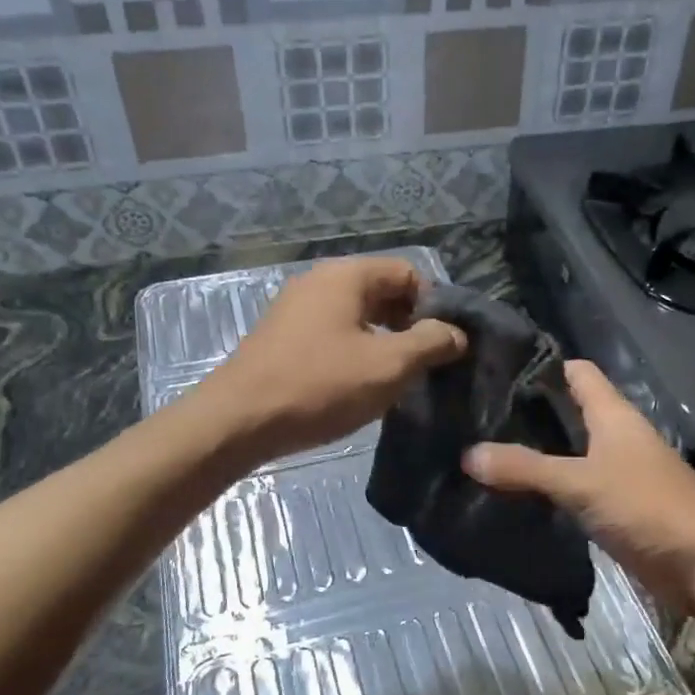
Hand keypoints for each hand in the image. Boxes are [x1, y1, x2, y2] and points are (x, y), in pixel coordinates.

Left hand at [195, 257, 465, 464]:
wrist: (238, 421)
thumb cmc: (320, 386)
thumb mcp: (388, 365)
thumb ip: (431, 343)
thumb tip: (456, 333)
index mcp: (346, 276)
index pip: (409, 273)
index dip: (435, 306)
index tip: (446, 344)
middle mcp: (320, 281)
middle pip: (383, 292)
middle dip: (411, 324)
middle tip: (427, 364)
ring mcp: (297, 309)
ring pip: (359, 315)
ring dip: (385, 341)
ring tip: (398, 379)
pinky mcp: (283, 337)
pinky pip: (334, 333)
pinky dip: (356, 351)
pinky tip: (361, 385)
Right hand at [463, 360, 694, 604]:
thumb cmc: (649, 507)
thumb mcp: (581, 483)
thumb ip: (526, 468)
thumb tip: (468, 454)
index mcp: (614, 415)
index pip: (575, 372)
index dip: (540, 365)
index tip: (493, 367)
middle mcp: (616, 436)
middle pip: (568, 412)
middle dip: (527, 412)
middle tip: (474, 414)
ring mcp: (618, 473)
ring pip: (569, 452)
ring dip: (535, 453)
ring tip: (483, 450)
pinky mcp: (617, 508)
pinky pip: (574, 488)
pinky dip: (548, 488)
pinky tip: (514, 495)